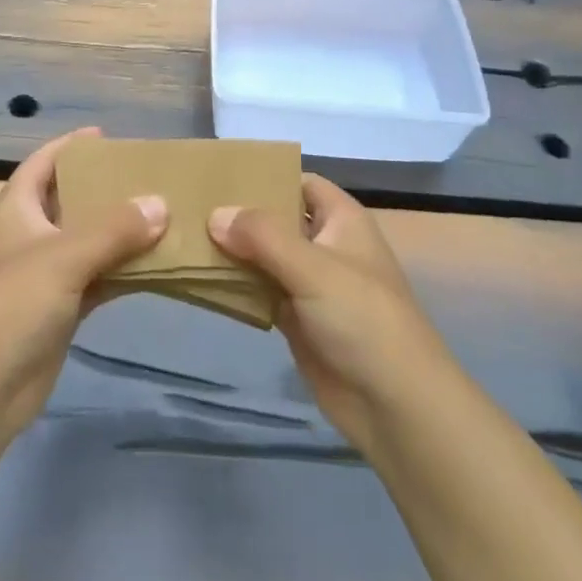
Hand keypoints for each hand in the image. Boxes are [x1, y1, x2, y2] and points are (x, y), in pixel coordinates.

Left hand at [0, 127, 166, 444]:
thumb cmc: (12, 303)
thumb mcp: (63, 256)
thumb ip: (114, 229)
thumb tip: (160, 203)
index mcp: (17, 209)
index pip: (42, 164)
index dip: (68, 147)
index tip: (104, 136)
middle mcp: (30, 236)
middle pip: (70, 201)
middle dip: (104, 189)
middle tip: (146, 176)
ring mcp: (44, 276)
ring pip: (88, 243)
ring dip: (119, 233)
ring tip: (162, 214)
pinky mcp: (59, 312)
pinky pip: (97, 280)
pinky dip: (122, 272)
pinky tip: (156, 264)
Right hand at [210, 174, 449, 454]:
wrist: (396, 407)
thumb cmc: (363, 319)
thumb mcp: (313, 267)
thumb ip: (262, 236)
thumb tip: (214, 215)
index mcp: (340, 219)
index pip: (298, 181)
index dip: (265, 174)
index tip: (219, 173)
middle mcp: (325, 244)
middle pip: (276, 218)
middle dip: (239, 213)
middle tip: (190, 204)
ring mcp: (310, 284)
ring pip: (264, 256)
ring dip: (233, 250)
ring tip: (185, 235)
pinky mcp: (297, 319)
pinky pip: (260, 291)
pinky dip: (236, 285)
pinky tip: (201, 277)